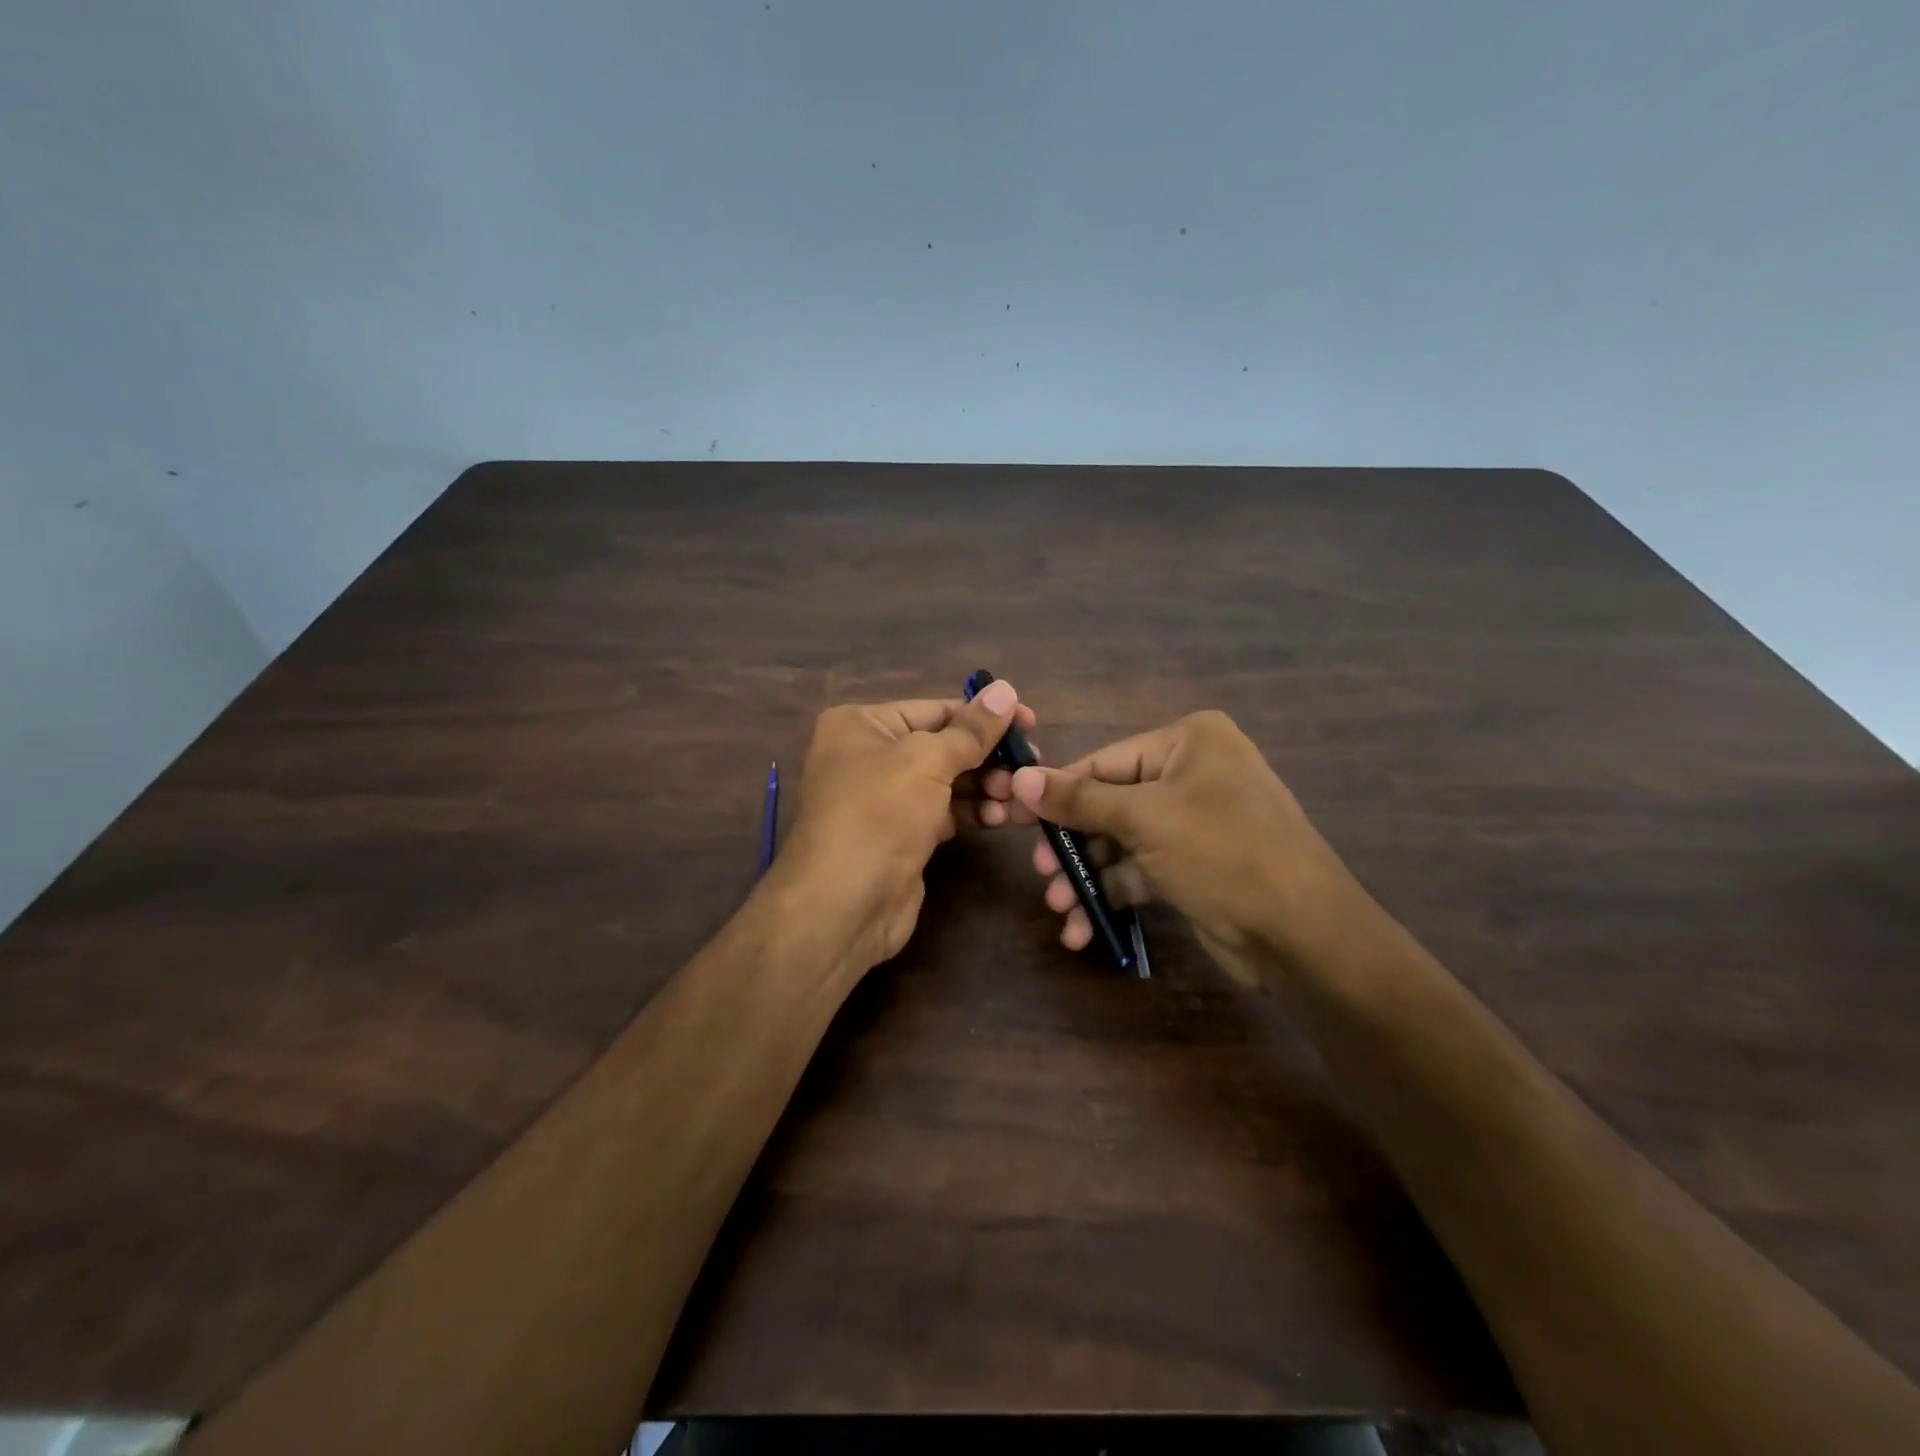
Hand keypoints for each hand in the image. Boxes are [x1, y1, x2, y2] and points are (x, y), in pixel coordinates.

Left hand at [778, 680, 1032, 968]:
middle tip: (1032, 765)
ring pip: (948, 781)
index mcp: (862, 725)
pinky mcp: (902, 834)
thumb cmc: (879, 813)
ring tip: (1020, 797)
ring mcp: (885, 798)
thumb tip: (1007, 690)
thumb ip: (972, 729)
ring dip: (988, 786)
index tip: (1031, 723)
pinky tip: (1003, 818)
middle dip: (989, 756)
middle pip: (944, 745)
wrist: (844, 905)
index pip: (935, 709)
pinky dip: (974, 812)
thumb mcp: (927, 761)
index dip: (984, 716)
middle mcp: (869, 756)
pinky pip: (945, 812)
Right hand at [1008, 710, 1374, 987]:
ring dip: (1088, 876)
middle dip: (1073, 844)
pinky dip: (1112, 895)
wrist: (1303, 935)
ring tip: (1061, 908)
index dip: (1055, 791)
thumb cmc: (1223, 854)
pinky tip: (1084, 927)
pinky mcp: (1193, 865)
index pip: (1103, 762)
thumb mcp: (1145, 820)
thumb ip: (1079, 800)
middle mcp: (1192, 773)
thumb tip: (1019, 777)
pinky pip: (1139, 871)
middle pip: (1109, 804)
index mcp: (1189, 741)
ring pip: (1121, 842)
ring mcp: (1194, 821)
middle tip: (1041, 873)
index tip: (1010, 816)